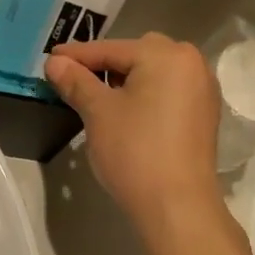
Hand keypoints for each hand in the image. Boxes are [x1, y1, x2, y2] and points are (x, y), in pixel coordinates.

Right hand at [44, 35, 224, 238]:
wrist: (176, 206)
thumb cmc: (135, 152)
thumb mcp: (98, 113)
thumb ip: (76, 82)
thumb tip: (54, 61)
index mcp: (167, 55)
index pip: (112, 49)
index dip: (77, 55)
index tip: (50, 59)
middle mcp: (192, 64)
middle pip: (138, 54)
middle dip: (106, 65)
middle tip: (76, 80)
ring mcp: (203, 90)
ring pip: (155, 74)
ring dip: (127, 80)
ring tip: (99, 97)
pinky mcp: (204, 116)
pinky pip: (168, 92)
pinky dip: (147, 96)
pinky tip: (128, 114)